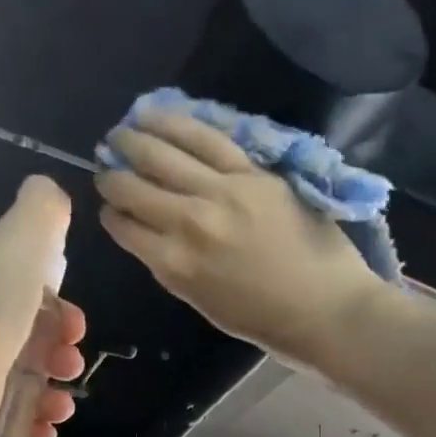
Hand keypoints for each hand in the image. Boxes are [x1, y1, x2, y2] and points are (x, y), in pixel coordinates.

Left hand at [0, 176, 86, 436]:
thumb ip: (40, 210)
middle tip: (71, 363)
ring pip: (15, 377)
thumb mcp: (22, 238)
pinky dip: (30, 421)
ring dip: (51, 390)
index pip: (16, 284)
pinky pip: (3, 416)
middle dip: (58, 350)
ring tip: (62, 404)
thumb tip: (48, 190)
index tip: (76, 322)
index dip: (56, 304)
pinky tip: (47, 425)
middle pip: (21, 333)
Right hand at [95, 114, 391, 366]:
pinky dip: (176, 124)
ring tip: (122, 132)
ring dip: (134, 140)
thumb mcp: (205, 304)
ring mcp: (222, 193)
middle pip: (135, 187)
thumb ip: (176, 268)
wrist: (328, 309)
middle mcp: (189, 223)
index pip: (125, 228)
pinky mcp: (252, 174)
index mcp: (175, 265)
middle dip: (113, 175)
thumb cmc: (268, 322)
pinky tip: (156, 114)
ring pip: (163, 154)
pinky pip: (206, 139)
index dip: (111, 214)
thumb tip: (156, 237)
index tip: (110, 207)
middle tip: (107, 166)